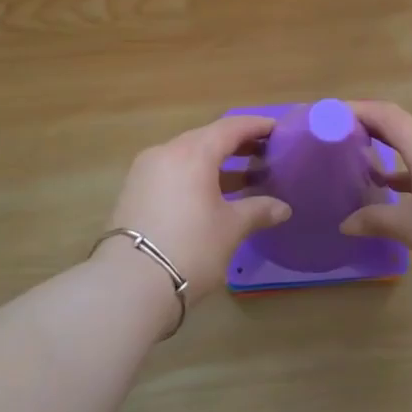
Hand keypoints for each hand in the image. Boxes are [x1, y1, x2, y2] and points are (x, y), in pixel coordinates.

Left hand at [106, 115, 290, 293]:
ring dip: (215, 162)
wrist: (128, 285)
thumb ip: (258, 210)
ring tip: (243, 177)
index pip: (230, 127)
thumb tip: (283, 208)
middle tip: (264, 153)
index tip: (278, 129)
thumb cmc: (190, 247)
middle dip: (236, 144)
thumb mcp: (230, 228)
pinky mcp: (133, 191)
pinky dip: (195, 175)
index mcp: (193, 152)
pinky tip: (211, 195)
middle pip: (207, 138)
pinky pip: (172, 172)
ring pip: (187, 155)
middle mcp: (166, 152)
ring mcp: (145, 171)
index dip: (256, 126)